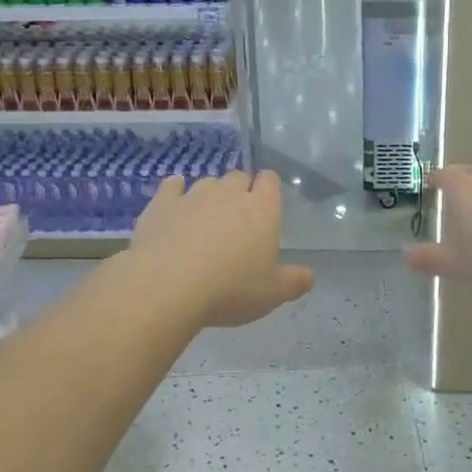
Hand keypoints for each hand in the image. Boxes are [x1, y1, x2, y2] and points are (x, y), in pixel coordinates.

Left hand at [130, 172, 314, 327]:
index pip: (270, 181)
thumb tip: (310, 276)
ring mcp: (193, 196)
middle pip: (239, 177)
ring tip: (207, 216)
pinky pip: (172, 186)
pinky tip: (175, 201)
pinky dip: (176, 190)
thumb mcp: (271, 294)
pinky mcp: (161, 204)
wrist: (167, 287)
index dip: (268, 187)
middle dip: (240, 190)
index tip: (266, 202)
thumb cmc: (229, 290)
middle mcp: (229, 194)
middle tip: (238, 216)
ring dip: (210, 194)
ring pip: (207, 182)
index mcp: (262, 210)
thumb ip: (294, 282)